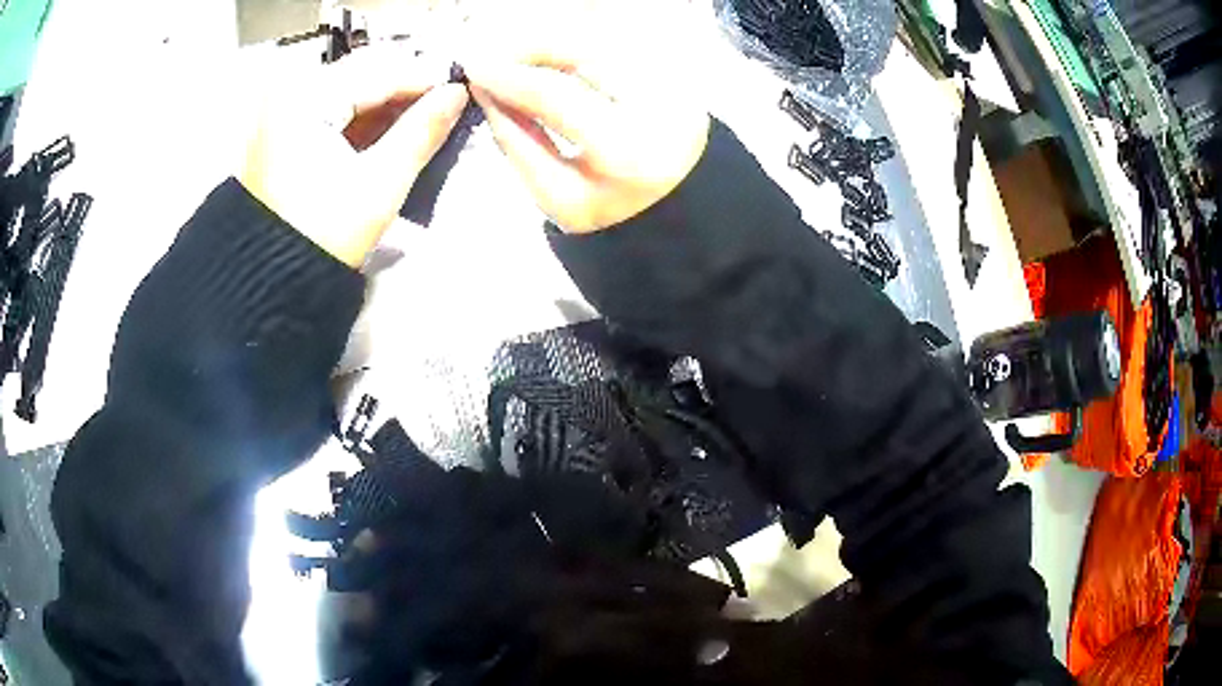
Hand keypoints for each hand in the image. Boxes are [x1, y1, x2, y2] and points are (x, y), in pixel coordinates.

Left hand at [240, 47, 468, 266]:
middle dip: (406, 91)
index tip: (462, 91)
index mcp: (305, 99)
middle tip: (446, 108)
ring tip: (424, 123)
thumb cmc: (320, 236)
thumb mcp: (379, 183)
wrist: (269, 285)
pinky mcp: (283, 135)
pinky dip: (364, 120)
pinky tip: (391, 134)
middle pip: (363, 75)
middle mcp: (289, 96)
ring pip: (349, 92)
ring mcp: (282, 115)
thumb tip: (456, 95)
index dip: (426, 80)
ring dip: (388, 106)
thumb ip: (422, 131)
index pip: (380, 72)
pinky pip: (332, 113)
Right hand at [464, 25, 709, 233]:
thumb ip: (518, 141)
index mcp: (626, 151)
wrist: (678, 209)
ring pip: (601, 42)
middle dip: (530, 47)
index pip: (554, 94)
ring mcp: (674, 82)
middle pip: (581, 52)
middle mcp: (659, 106)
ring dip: (553, 44)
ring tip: (519, 56)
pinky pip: (617, 46)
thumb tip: (488, 92)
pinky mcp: (677, 72)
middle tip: (495, 56)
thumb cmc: (611, 213)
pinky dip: (578, 48)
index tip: (473, 68)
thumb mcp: (557, 195)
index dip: (508, 76)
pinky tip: (553, 57)